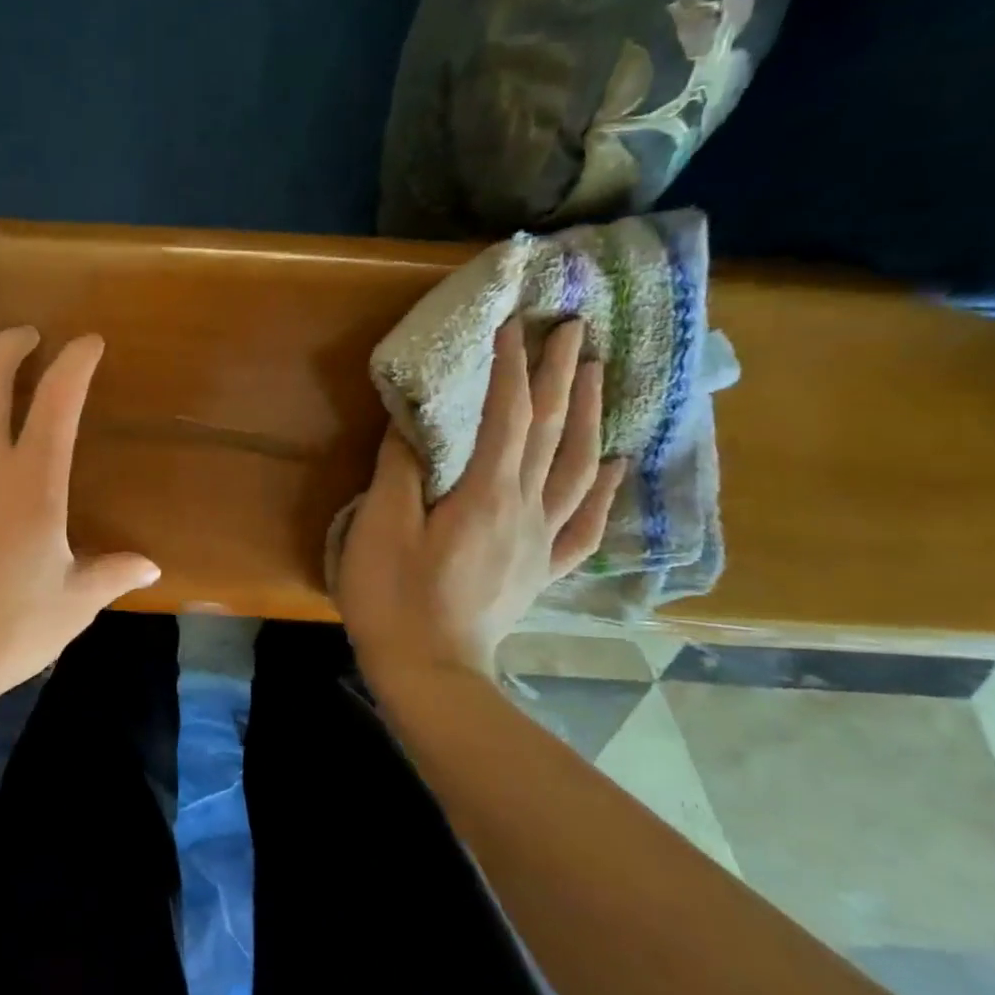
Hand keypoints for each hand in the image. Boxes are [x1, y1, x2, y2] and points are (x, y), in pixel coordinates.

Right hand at [336, 317, 624, 681]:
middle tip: (575, 328)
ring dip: (589, 416)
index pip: (506, 415)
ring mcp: (541, 541)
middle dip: (562, 375)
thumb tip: (412, 424)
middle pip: (553, 432)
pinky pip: (583, 523)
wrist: (429, 671)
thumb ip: (400, 470)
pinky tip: (614, 464)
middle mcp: (526, 509)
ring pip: (577, 468)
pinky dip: (602, 489)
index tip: (512, 322)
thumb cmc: (394, 597)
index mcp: (485, 494)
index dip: (509, 366)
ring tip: (596, 374)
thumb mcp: (380, 527)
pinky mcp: (541, 569)